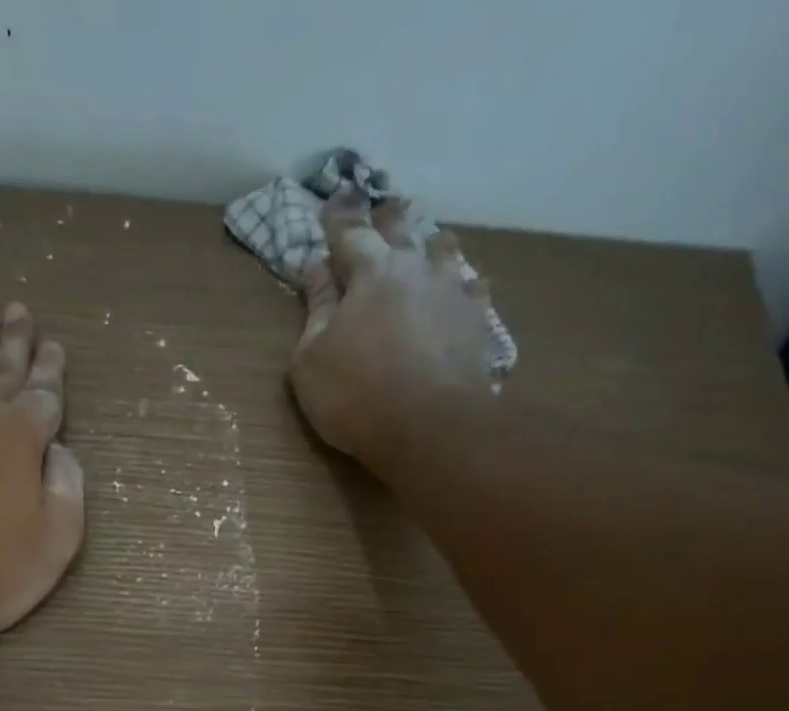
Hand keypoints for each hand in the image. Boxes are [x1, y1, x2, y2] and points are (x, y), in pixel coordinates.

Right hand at [289, 190, 496, 478]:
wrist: (430, 428)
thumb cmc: (355, 395)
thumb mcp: (311, 360)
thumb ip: (315, 310)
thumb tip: (315, 269)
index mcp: (371, 271)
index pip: (350, 232)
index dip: (337, 219)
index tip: (330, 204)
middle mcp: (417, 267)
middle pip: (402, 229)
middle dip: (386, 219)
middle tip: (380, 210)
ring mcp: (453, 292)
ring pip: (444, 250)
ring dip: (430, 245)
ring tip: (427, 245)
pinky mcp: (477, 322)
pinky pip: (473, 289)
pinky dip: (464, 284)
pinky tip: (465, 288)